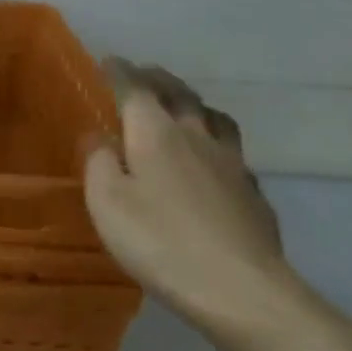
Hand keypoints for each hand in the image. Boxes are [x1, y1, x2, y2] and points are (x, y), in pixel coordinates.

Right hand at [82, 60, 296, 327]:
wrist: (241, 290)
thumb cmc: (159, 240)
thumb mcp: (106, 201)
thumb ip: (98, 161)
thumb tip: (98, 135)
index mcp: (156, 133)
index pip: (135, 89)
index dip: (120, 72)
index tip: (108, 60)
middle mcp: (196, 137)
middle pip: (180, 95)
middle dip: (158, 80)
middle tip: (143, 73)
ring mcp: (232, 164)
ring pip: (214, 118)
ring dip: (194, 103)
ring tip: (183, 105)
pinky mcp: (253, 193)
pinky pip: (232, 152)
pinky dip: (214, 141)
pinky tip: (210, 160)